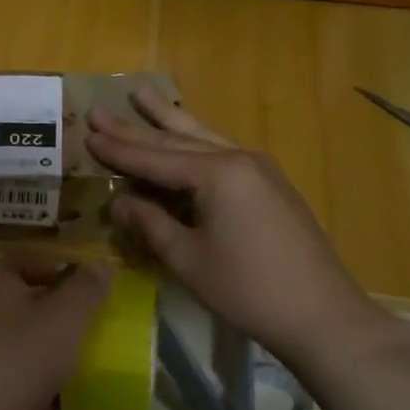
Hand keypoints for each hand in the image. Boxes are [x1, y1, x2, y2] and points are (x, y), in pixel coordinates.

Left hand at [0, 256, 113, 409]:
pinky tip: (78, 399)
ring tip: (93, 358)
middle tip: (92, 319)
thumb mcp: (63, 317)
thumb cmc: (22, 358)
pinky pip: (29, 385)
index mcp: (0, 293)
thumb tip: (102, 263)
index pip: (8, 262)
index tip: (71, 273)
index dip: (37, 262)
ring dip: (57, 351)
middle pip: (22, 305)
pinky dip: (52, 390)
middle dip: (57, 310)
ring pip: (28, 346)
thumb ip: (85, 289)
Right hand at [86, 89, 390, 366]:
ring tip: (142, 94)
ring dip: (169, 119)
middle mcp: (238, 160)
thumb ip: (150, 223)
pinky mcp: (269, 186)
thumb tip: (119, 201)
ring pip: (203, 137)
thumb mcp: (187, 258)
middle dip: (135, 127)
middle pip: (176, 141)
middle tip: (100, 110)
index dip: (118, 150)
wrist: (322, 315)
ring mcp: (259, 170)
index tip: (87, 133)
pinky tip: (186, 133)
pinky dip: (195, 140)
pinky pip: (221, 151)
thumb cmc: (247, 288)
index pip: (155, 158)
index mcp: (217, 174)